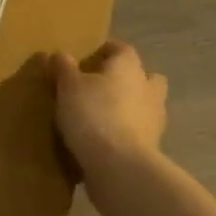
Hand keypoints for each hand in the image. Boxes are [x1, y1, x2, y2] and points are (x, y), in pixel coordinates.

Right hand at [50, 40, 168, 179]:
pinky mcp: (152, 148)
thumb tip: (60, 54)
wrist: (119, 166)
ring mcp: (154, 120)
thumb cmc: (93, 114)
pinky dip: (125, 133)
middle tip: (98, 86)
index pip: (121, 49)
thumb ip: (64, 68)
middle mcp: (147, 88)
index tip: (86, 58)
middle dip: (125, 80)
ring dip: (127, 108)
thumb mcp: (68, 86)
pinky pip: (137, 132)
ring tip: (99, 116)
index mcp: (129, 67)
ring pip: (143, 106)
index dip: (105, 51)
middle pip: (143, 77)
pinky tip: (103, 140)